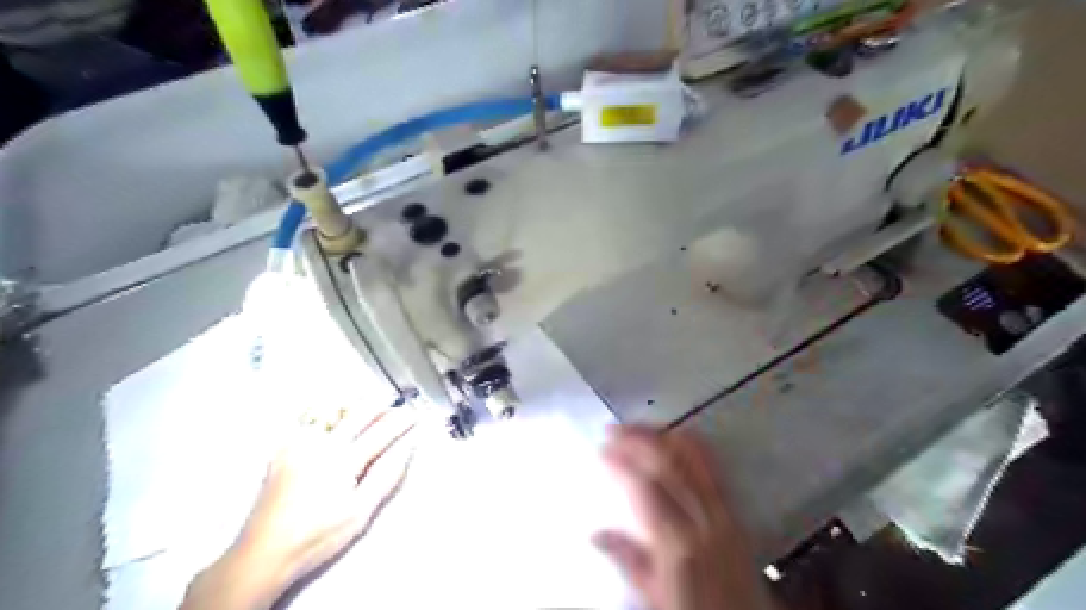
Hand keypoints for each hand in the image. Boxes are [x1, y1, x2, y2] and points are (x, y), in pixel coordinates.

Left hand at [178, 405, 415, 609]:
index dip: (401, 421)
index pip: (381, 431)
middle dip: (382, 405)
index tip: (415, 414)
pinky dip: (325, 411)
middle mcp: (320, 444)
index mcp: (343, 460)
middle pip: (358, 412)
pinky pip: (306, 419)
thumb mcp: (360, 513)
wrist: (263, 552)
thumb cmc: (317, 537)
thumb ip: (386, 476)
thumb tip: (406, 448)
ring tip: (369, 404)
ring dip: (354, 403)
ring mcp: (298, 444)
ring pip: (332, 408)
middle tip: (397, 404)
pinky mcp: (282, 449)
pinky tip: (333, 414)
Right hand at [593, 426, 772, 606]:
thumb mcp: (656, 597)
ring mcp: (725, 510)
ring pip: (695, 454)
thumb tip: (597, 535)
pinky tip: (672, 439)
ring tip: (639, 428)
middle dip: (640, 437)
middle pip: (672, 460)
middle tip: (614, 430)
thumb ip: (628, 560)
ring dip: (663, 434)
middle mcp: (706, 519)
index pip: (647, 486)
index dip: (623, 461)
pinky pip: (712, 463)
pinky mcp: (736, 510)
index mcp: (679, 544)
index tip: (603, 450)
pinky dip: (688, 444)